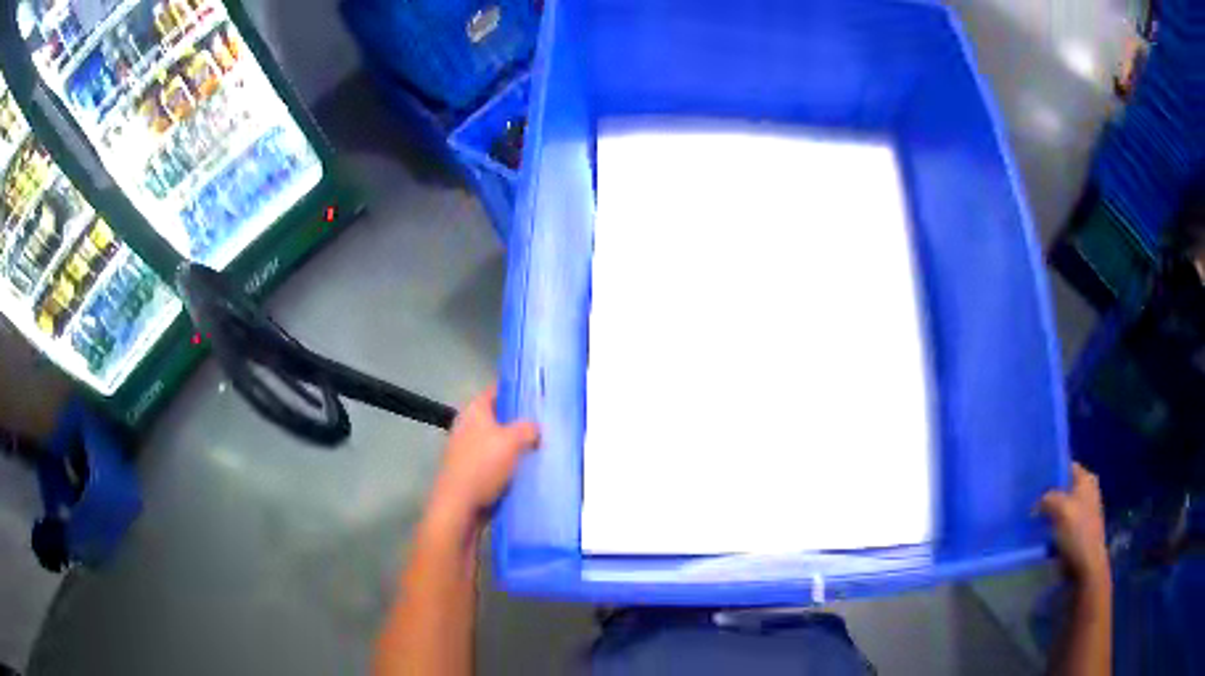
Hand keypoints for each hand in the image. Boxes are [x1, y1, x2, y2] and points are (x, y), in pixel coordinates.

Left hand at [429, 386, 538, 523]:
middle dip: (521, 422)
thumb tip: (536, 427)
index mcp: (474, 411)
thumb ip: (528, 428)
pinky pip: (496, 462)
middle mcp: (469, 426)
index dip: (518, 391)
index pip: (498, 391)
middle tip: (547, 425)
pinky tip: (528, 470)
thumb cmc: (482, 466)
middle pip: (500, 417)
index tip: (540, 396)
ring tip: (543, 448)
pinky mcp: (473, 471)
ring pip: (499, 441)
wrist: (459, 506)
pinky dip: (510, 465)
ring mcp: (469, 450)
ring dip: (517, 446)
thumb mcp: (511, 441)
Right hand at [1039, 463, 1109, 586]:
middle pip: (1062, 487)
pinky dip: (1049, 527)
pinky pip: (1059, 523)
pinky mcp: (1076, 530)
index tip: (1032, 481)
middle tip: (1028, 501)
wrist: (1086, 564)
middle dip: (1046, 494)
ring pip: (1059, 507)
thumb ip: (1047, 498)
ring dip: (1046, 513)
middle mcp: (1086, 491)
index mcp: (1086, 479)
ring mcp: (1082, 511)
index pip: (1065, 466)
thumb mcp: (1061, 509)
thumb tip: (1036, 502)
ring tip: (1029, 518)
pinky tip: (1038, 533)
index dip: (1050, 471)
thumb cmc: (1078, 532)